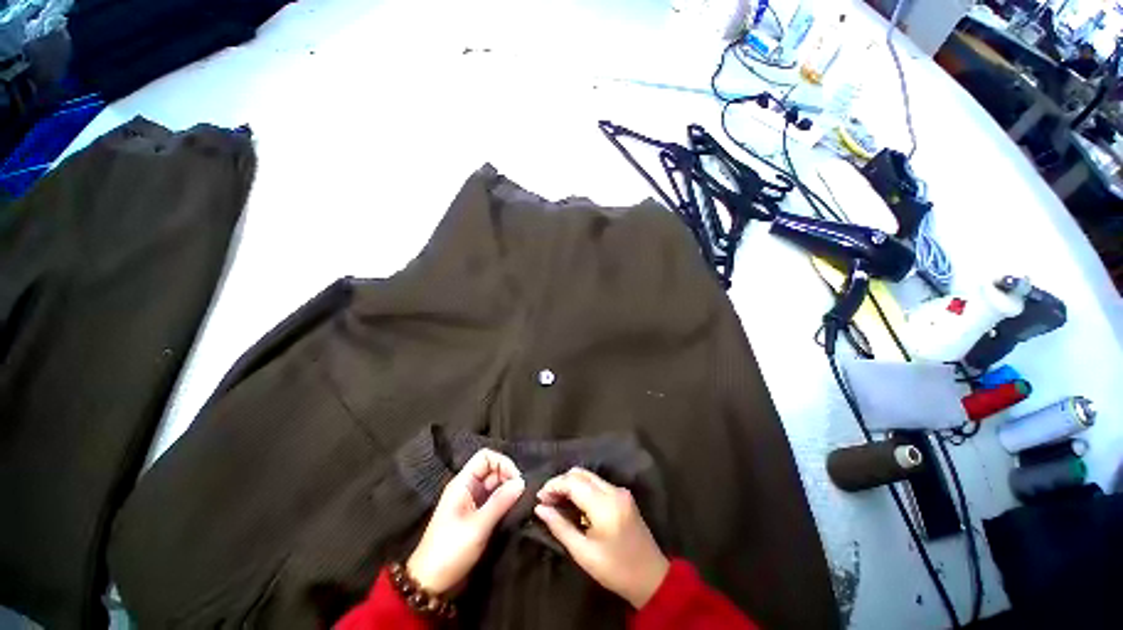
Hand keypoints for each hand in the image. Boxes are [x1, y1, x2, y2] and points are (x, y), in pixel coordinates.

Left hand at [407, 448, 524, 594]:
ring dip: (507, 490)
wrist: (429, 584)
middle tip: (521, 494)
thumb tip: (521, 482)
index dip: (503, 463)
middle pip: (491, 469)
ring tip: (520, 503)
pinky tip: (513, 511)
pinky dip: (503, 502)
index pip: (485, 457)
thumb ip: (500, 502)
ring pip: (493, 485)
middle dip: (508, 477)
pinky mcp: (474, 516)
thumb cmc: (450, 551)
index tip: (517, 480)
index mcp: (462, 483)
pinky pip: (492, 500)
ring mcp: (470, 502)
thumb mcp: (478, 526)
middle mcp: (467, 488)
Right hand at [534, 468, 669, 608]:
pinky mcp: (624, 495)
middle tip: (547, 500)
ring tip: (557, 501)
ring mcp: (620, 491)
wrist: (651, 578)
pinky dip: (583, 488)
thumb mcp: (583, 553)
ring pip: (589, 476)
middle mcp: (614, 491)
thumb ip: (560, 527)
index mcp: (605, 505)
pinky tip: (574, 502)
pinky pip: (598, 483)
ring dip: (571, 483)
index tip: (539, 498)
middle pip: (581, 473)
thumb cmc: (615, 570)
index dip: (554, 485)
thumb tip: (540, 508)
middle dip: (561, 482)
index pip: (573, 482)